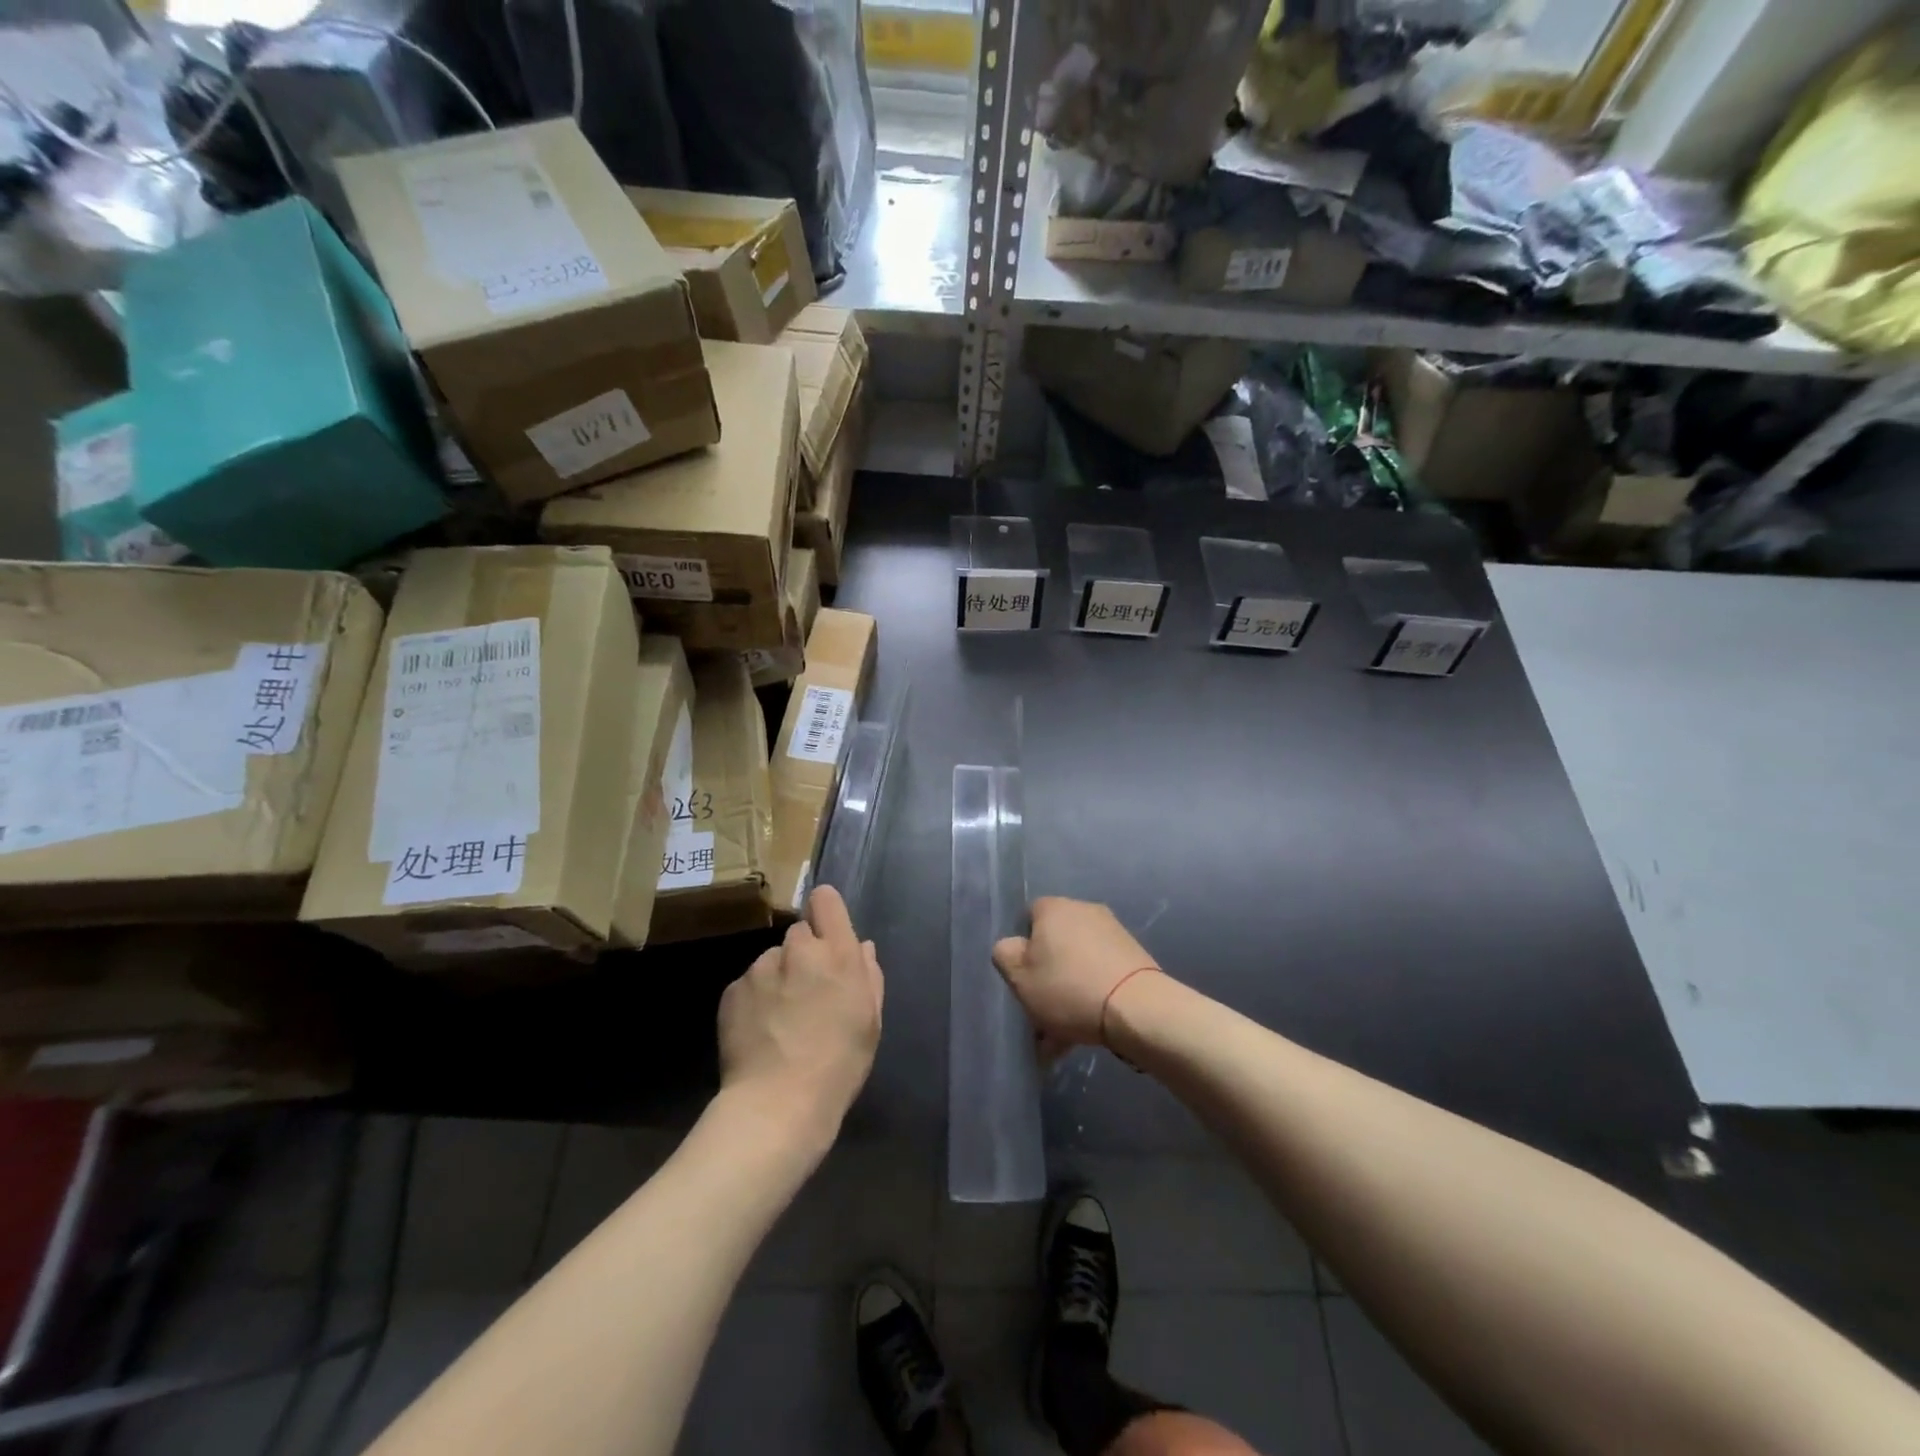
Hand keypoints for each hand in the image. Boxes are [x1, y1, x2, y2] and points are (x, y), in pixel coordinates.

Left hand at [718, 885, 882, 1141]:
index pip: (826, 900)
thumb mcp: (871, 1021)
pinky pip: (748, 984)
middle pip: (800, 933)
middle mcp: (798, 950)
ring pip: (772, 960)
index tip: (828, 936)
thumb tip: (862, 947)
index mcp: (837, 953)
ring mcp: (760, 968)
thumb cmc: (839, 1064)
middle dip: (805, 954)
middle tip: (808, 992)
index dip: (827, 913)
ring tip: (781, 1020)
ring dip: (778, 978)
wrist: (778, 1104)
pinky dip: (755, 1000)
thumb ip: (869, 975)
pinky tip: (760, 1032)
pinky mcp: (732, 991)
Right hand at [992, 897, 1160, 1048]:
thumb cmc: (1068, 988)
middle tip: (1040, 1013)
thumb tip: (1013, 946)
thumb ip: (1004, 954)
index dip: (1021, 949)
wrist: (1136, 1008)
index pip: (1027, 919)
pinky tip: (1083, 1031)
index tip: (1022, 979)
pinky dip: (1090, 996)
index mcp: (1054, 908)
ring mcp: (1113, 932)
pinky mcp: (1133, 956)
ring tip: (1060, 1037)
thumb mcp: (1019, 976)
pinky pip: (1099, 975)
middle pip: (1054, 944)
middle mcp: (1084, 910)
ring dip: (1067, 993)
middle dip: (1046, 977)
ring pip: (1077, 964)